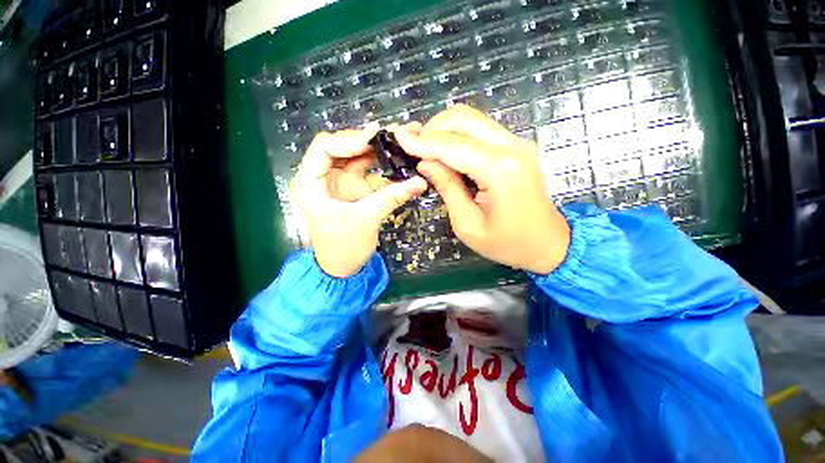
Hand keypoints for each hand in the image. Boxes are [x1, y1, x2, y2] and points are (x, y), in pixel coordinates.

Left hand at [291, 124, 427, 277]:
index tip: (376, 137)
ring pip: (358, 157)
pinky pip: (369, 172)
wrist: (343, 268)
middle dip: (368, 141)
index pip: (325, 147)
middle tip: (395, 135)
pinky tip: (400, 162)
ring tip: (401, 142)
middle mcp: (323, 177)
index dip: (350, 139)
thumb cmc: (343, 248)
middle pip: (343, 148)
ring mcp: (340, 182)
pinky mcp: (354, 189)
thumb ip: (392, 198)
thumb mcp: (366, 220)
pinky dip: (384, 168)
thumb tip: (420, 182)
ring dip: (379, 151)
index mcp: (311, 183)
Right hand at [395, 105, 570, 274]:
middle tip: (413, 146)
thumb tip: (425, 162)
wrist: (548, 243)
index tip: (399, 138)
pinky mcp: (516, 147)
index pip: (452, 145)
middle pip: (464, 119)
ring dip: (444, 129)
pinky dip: (458, 136)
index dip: (422, 142)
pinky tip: (446, 151)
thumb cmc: (507, 243)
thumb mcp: (468, 224)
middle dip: (432, 128)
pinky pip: (481, 131)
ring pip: (473, 120)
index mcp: (499, 170)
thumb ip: (447, 187)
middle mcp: (511, 147)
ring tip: (426, 149)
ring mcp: (517, 144)